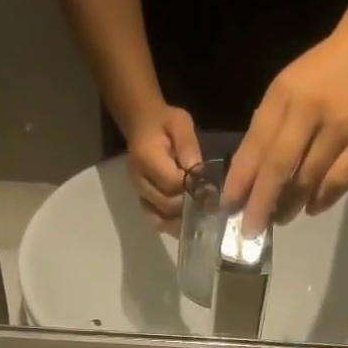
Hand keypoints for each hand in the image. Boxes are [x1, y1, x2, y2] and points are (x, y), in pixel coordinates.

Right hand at [122, 105, 202, 230]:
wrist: (142, 125)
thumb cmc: (164, 122)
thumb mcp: (181, 123)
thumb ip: (189, 148)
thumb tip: (198, 175)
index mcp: (146, 158)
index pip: (172, 183)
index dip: (192, 189)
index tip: (209, 188)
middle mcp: (139, 180)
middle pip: (167, 205)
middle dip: (189, 206)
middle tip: (208, 205)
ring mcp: (139, 193)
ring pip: (161, 218)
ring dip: (181, 220)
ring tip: (199, 216)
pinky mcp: (143, 201)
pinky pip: (156, 221)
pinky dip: (172, 224)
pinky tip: (186, 222)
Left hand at [224, 32, 347, 235]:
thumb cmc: (320, 75)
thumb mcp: (286, 90)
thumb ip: (266, 129)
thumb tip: (245, 180)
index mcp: (285, 94)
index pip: (256, 144)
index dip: (241, 179)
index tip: (230, 207)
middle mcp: (311, 108)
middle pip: (279, 166)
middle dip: (261, 203)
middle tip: (250, 230)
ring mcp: (341, 124)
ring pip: (308, 178)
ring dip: (290, 205)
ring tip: (280, 218)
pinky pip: (339, 181)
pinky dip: (322, 200)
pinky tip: (311, 208)